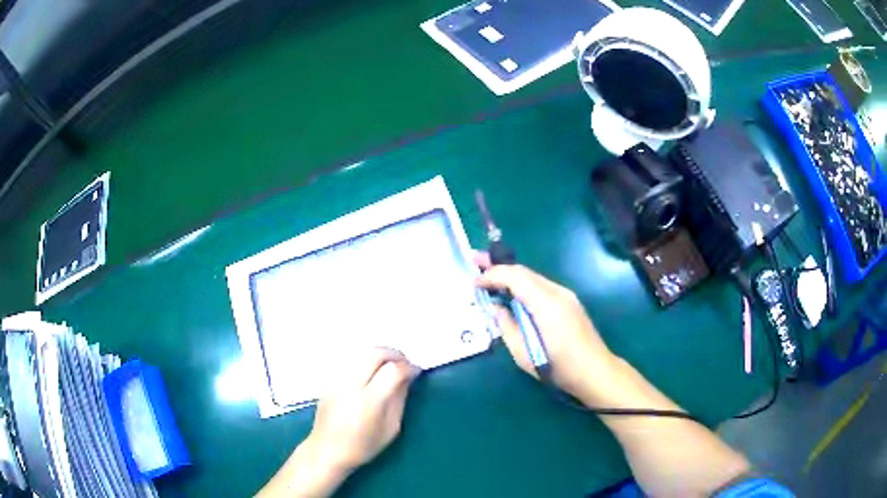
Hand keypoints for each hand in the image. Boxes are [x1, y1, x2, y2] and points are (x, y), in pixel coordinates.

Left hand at [257, 348, 419, 497]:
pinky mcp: (329, 378)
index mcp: (368, 401)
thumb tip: (408, 376)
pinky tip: (372, 371)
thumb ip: (399, 399)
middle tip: (405, 364)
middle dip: (394, 354)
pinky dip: (366, 359)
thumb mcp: (391, 428)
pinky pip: (351, 359)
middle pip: (375, 353)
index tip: (416, 372)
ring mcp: (337, 379)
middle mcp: (351, 384)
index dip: (408, 367)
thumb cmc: (363, 446)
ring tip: (390, 365)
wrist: (327, 449)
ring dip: (380, 354)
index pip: (392, 370)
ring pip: (362, 352)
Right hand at [474, 253, 615, 402]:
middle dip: (498, 265)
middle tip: (475, 259)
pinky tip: (512, 291)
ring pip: (533, 276)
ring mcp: (566, 295)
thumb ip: (507, 327)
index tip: (474, 282)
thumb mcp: (524, 354)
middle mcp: (558, 292)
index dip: (492, 275)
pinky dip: (522, 284)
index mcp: (546, 304)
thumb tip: (496, 309)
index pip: (515, 277)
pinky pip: (541, 286)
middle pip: (524, 271)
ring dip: (510, 274)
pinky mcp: (569, 302)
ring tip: (488, 272)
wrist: (596, 372)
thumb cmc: (559, 368)